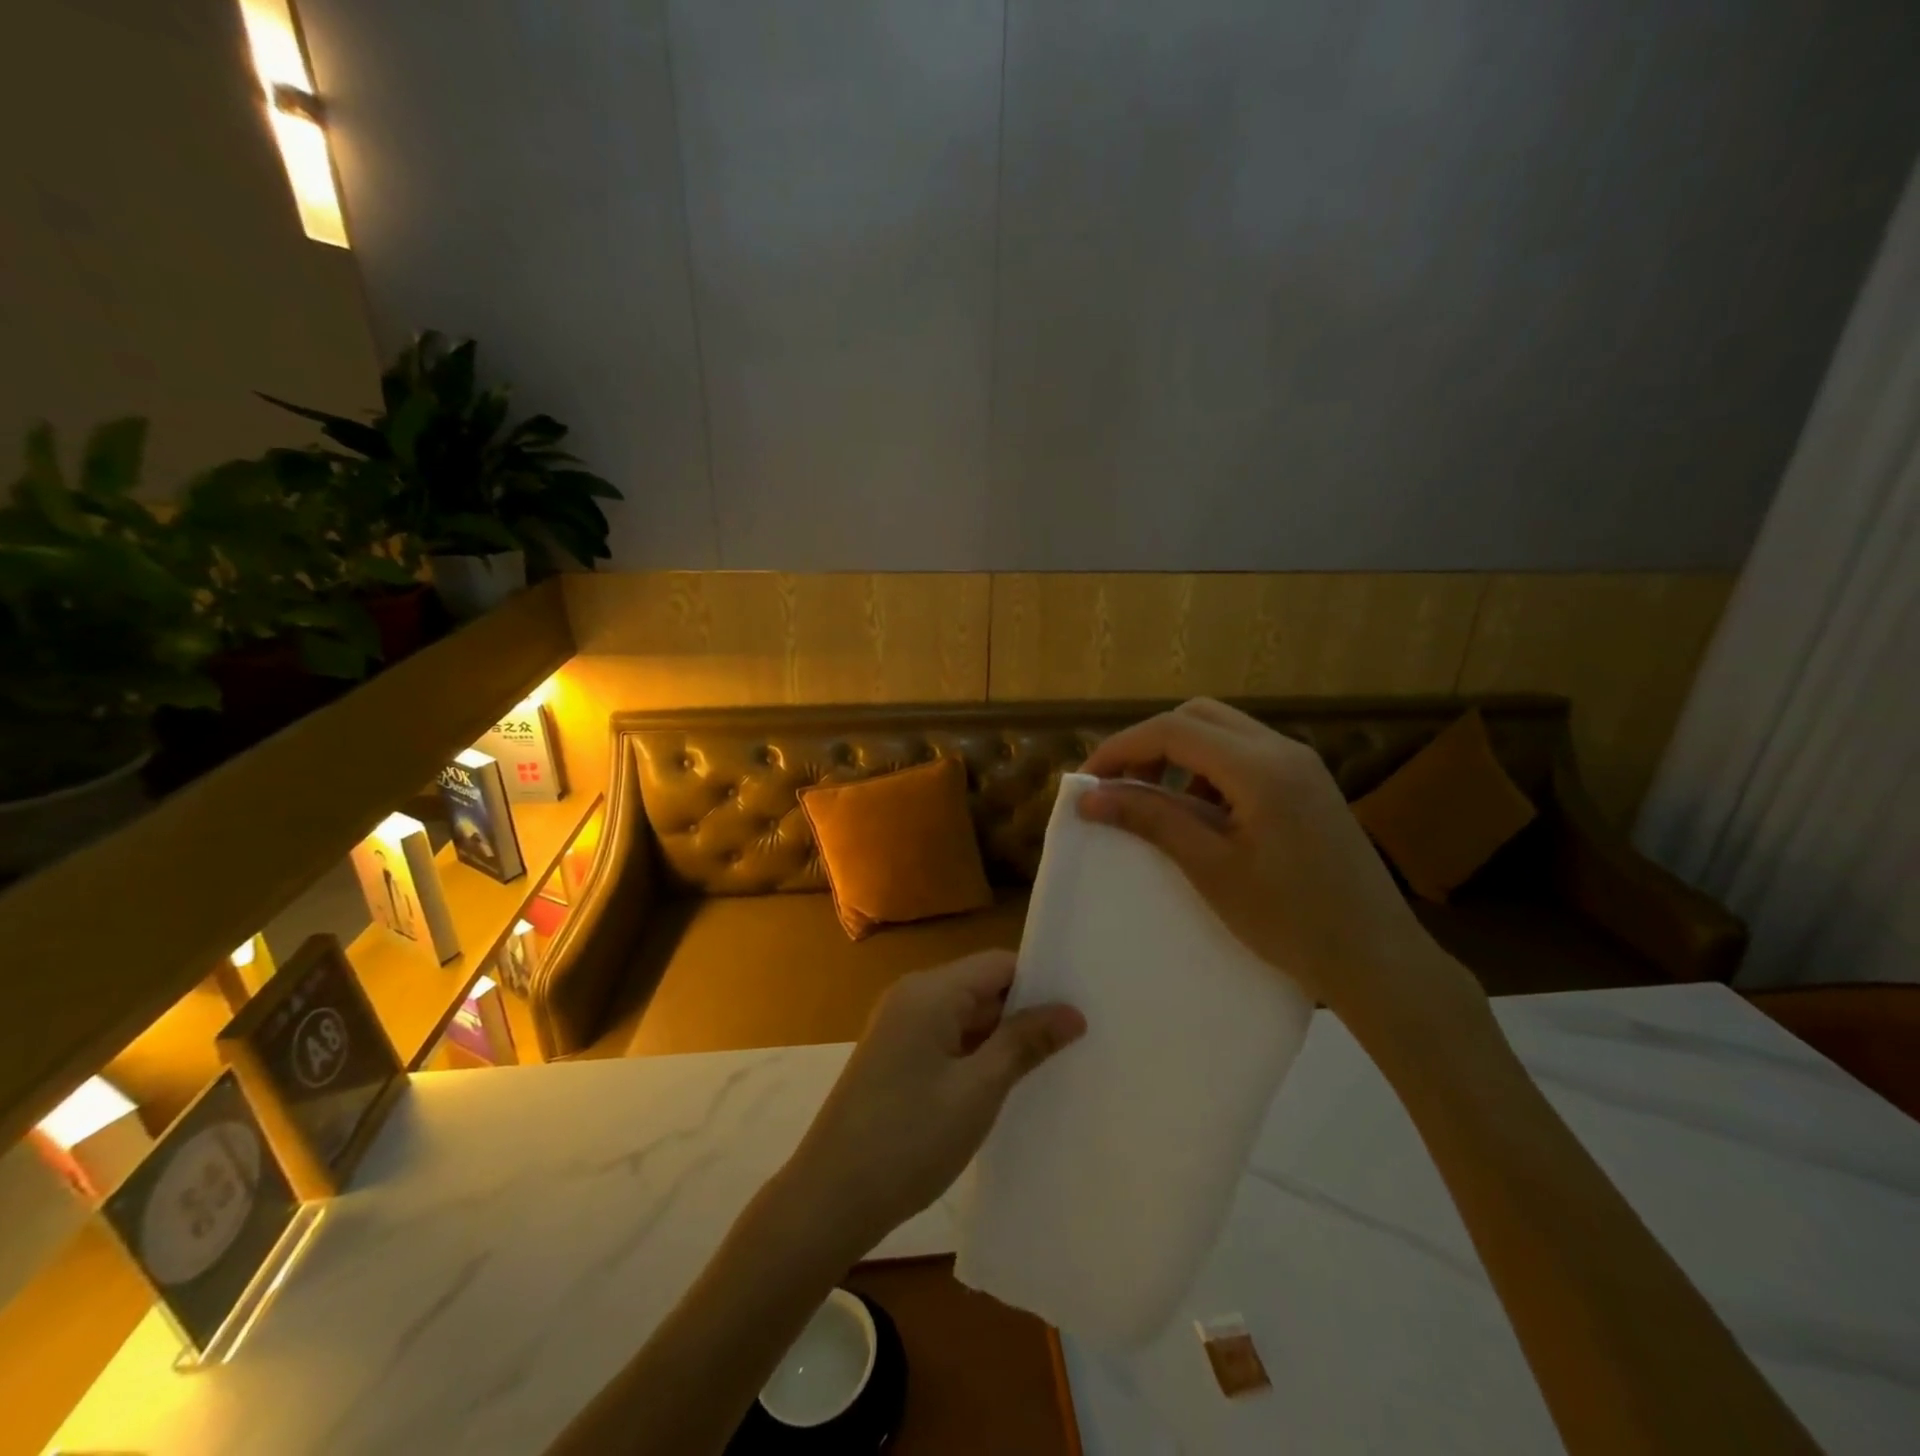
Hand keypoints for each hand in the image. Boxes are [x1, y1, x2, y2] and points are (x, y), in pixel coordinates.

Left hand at [782, 951, 1084, 1250]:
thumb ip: (1024, 1043)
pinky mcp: (895, 1056)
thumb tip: (1072, 1011)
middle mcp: (912, 996)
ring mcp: (900, 1027)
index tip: (1082, 1007)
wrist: (829, 1198)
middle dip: (1025, 1012)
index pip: (998, 964)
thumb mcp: (978, 1091)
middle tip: (1079, 1039)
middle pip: (982, 987)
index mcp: (929, 991)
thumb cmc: (909, 1139)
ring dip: (1002, 1037)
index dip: (1040, 982)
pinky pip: (947, 1039)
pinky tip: (1008, 1083)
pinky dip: (977, 1054)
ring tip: (1055, 1062)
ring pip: (966, 1016)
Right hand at [1078, 698, 1482, 1038]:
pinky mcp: (1309, 785)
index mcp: (1260, 767)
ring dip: (1179, 756)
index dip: (1121, 748)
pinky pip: (1245, 756)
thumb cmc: (1291, 921)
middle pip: (1197, 716)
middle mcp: (1283, 750)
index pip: (1173, 730)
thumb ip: (1151, 820)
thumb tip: (1090, 797)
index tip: (1087, 782)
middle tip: (1119, 786)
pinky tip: (1202, 816)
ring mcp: (1302, 765)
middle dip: (1149, 744)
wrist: (1378, 960)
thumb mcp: (1211, 869)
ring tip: (1155, 802)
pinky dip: (1209, 772)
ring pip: (1222, 733)